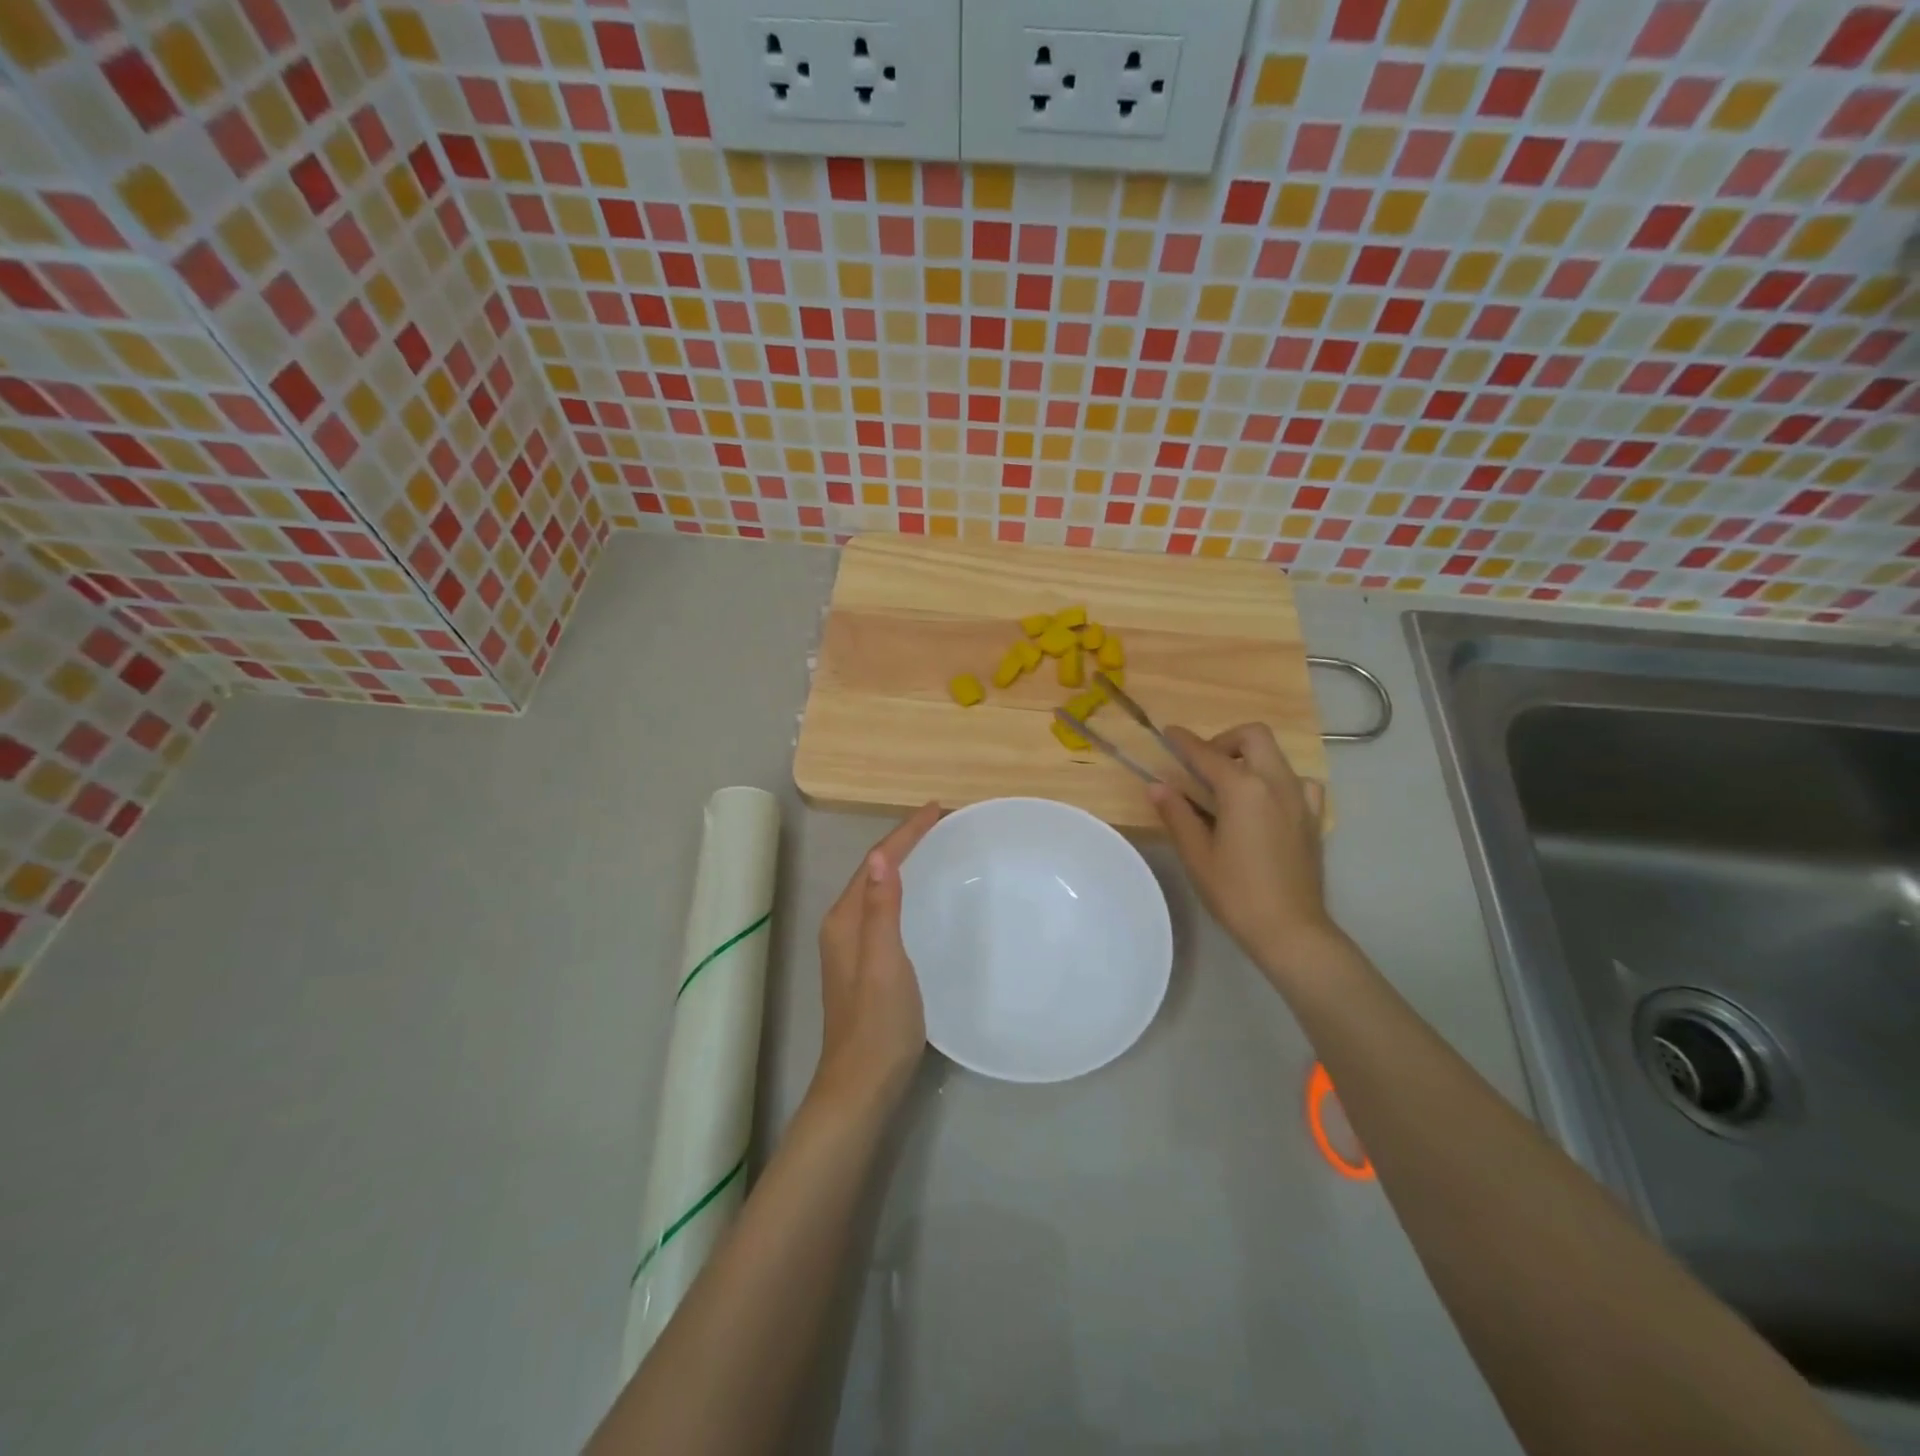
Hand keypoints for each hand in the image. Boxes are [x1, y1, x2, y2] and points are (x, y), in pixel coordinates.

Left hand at [812, 803, 942, 1112]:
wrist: (862, 1084)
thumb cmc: (878, 1023)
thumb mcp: (884, 962)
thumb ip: (881, 909)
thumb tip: (882, 855)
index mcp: (845, 920)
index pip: (876, 862)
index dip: (905, 833)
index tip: (937, 809)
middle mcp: (843, 926)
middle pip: (874, 870)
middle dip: (904, 842)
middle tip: (940, 823)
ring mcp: (852, 946)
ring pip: (878, 889)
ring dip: (903, 864)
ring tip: (935, 847)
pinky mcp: (865, 963)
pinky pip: (884, 910)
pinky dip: (903, 890)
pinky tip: (922, 897)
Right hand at [1149, 724, 1342, 983]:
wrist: (1291, 929)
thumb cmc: (1236, 893)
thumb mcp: (1197, 855)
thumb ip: (1177, 814)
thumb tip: (1157, 786)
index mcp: (1243, 789)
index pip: (1207, 754)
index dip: (1185, 742)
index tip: (1169, 733)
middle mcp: (1276, 783)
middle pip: (1253, 736)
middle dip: (1226, 740)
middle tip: (1205, 764)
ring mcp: (1301, 799)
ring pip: (1277, 756)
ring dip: (1251, 758)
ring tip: (1231, 786)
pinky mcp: (1313, 817)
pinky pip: (1298, 782)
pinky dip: (1277, 781)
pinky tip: (1264, 804)